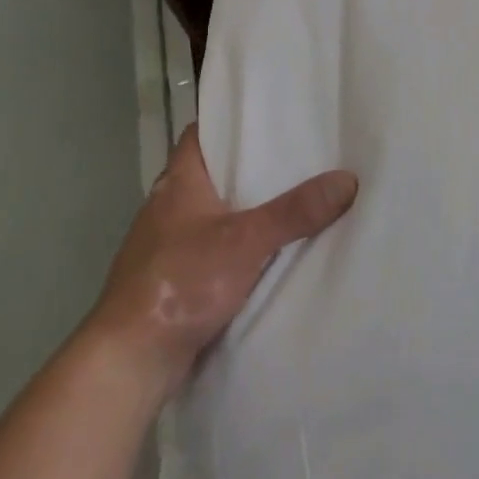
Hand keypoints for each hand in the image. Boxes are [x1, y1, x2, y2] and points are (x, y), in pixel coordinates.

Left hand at [86, 126, 357, 401]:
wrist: (131, 359)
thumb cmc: (181, 282)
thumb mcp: (246, 241)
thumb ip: (295, 212)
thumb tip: (347, 179)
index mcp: (178, 182)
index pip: (200, 134)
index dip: (228, 122)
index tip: (266, 119)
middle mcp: (167, 206)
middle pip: (211, 173)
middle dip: (248, 168)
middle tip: (295, 158)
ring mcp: (166, 245)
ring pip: (211, 214)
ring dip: (242, 210)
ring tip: (290, 201)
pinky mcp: (172, 279)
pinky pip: (210, 249)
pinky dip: (234, 246)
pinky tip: (265, 254)